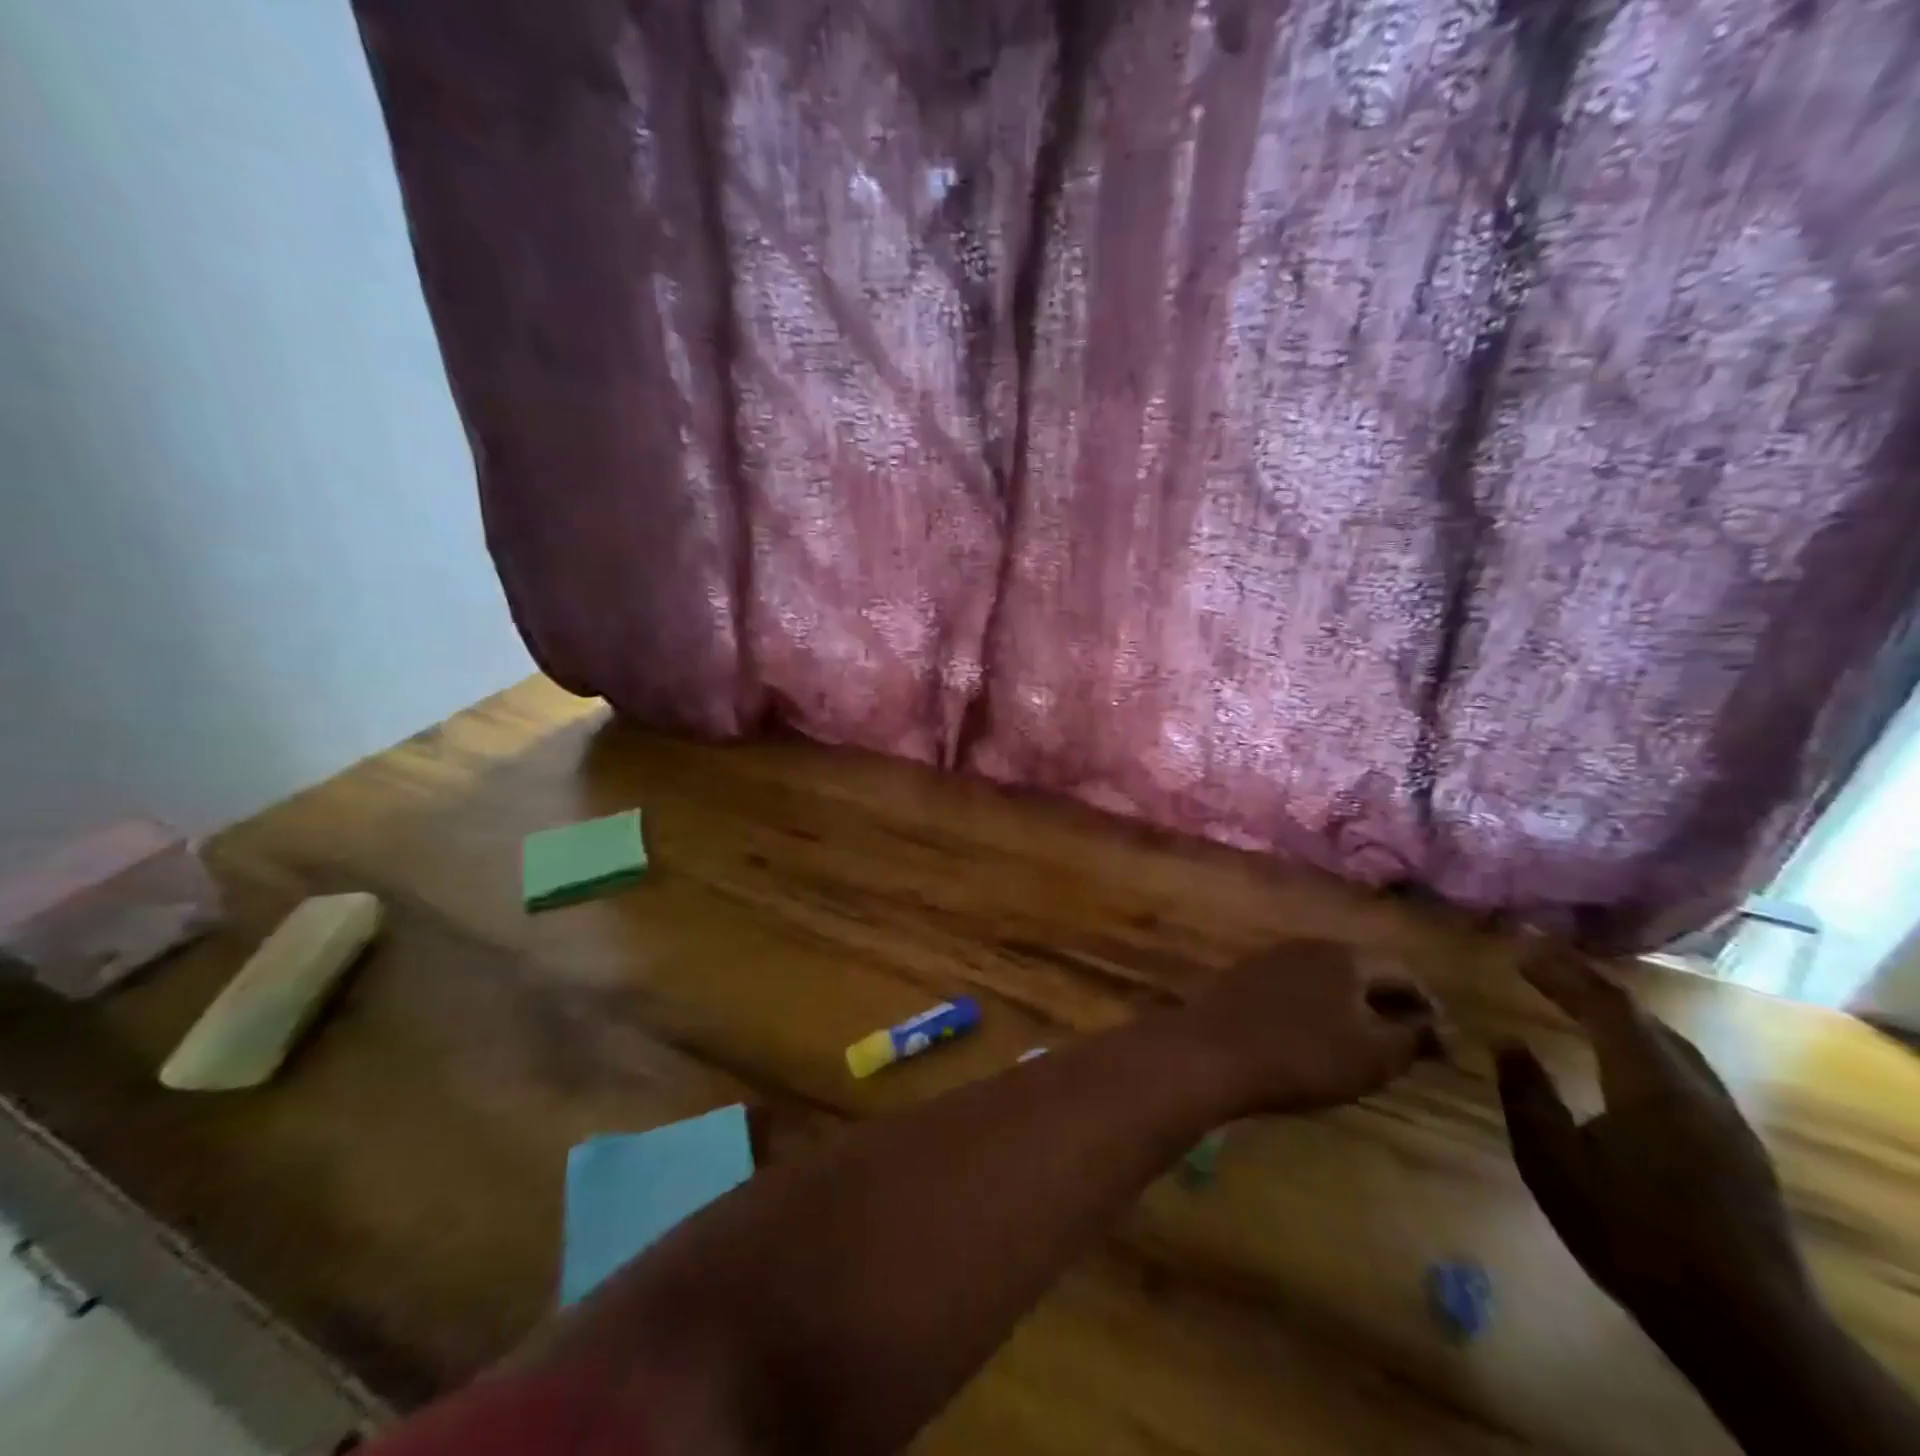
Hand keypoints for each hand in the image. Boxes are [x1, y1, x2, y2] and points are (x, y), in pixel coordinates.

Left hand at [1179, 940, 1439, 1114]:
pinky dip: (1314, 1010)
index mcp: (1346, 956)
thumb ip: (1412, 1038)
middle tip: (1404, 1046)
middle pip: (1362, 971)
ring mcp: (1271, 958)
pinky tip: (1311, 1039)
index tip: (1441, 1046)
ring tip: (1361, 1046)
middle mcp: (1308, 946)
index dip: (1429, 1008)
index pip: (1404, 971)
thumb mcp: (1373, 1056)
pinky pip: (1295, 989)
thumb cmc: (1302, 1055)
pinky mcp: (1243, 978)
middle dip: (1388, 1005)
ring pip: (1327, 980)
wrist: (1211, 1052)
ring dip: (1349, 1007)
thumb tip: (1438, 1028)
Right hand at [1496, 947, 1813, 1336]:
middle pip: (1643, 1018)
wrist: (1744, 1326)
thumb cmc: (1630, 1234)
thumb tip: (1506, 1040)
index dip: (1563, 972)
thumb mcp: (1552, 1163)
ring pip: (1671, 1044)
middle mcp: (1696, 1090)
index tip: (1521, 948)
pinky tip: (1626, 1060)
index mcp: (1650, 1085)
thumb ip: (1527, 1094)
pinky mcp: (1738, 1148)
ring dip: (1621, 1014)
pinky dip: (1644, 1044)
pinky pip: (1684, 1070)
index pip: (1605, 1006)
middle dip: (1590, 985)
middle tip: (1542, 964)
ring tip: (1579, 1000)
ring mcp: (1726, 1120)